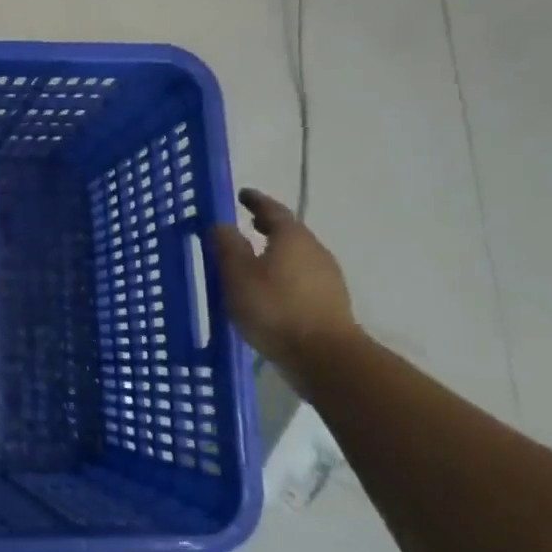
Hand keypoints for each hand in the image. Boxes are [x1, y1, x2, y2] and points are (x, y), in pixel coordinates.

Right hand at [210, 187, 359, 374]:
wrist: (325, 356)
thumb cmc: (275, 309)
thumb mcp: (238, 275)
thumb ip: (227, 246)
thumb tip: (221, 224)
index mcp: (292, 238)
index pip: (272, 210)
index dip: (255, 201)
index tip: (242, 194)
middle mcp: (314, 251)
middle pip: (289, 231)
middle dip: (267, 226)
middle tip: (247, 224)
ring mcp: (327, 277)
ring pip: (297, 255)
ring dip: (276, 251)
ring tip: (254, 259)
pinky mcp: (330, 302)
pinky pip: (302, 276)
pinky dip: (284, 273)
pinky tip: (270, 289)